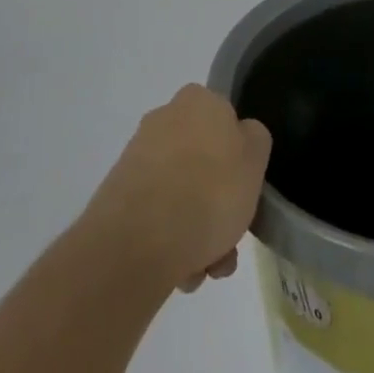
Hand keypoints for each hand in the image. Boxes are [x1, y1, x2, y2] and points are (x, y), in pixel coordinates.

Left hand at [85, 84, 271, 294]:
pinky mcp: (118, 196)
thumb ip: (254, 140)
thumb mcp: (255, 158)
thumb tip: (240, 137)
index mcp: (198, 100)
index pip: (227, 121)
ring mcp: (137, 158)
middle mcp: (164, 118)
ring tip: (205, 269)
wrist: (137, 243)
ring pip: (181, 194)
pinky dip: (171, 241)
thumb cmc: (209, 191)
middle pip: (204, 163)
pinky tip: (181, 272)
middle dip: (218, 206)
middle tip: (229, 243)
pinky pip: (156, 216)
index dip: (240, 159)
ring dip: (198, 231)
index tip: (245, 192)